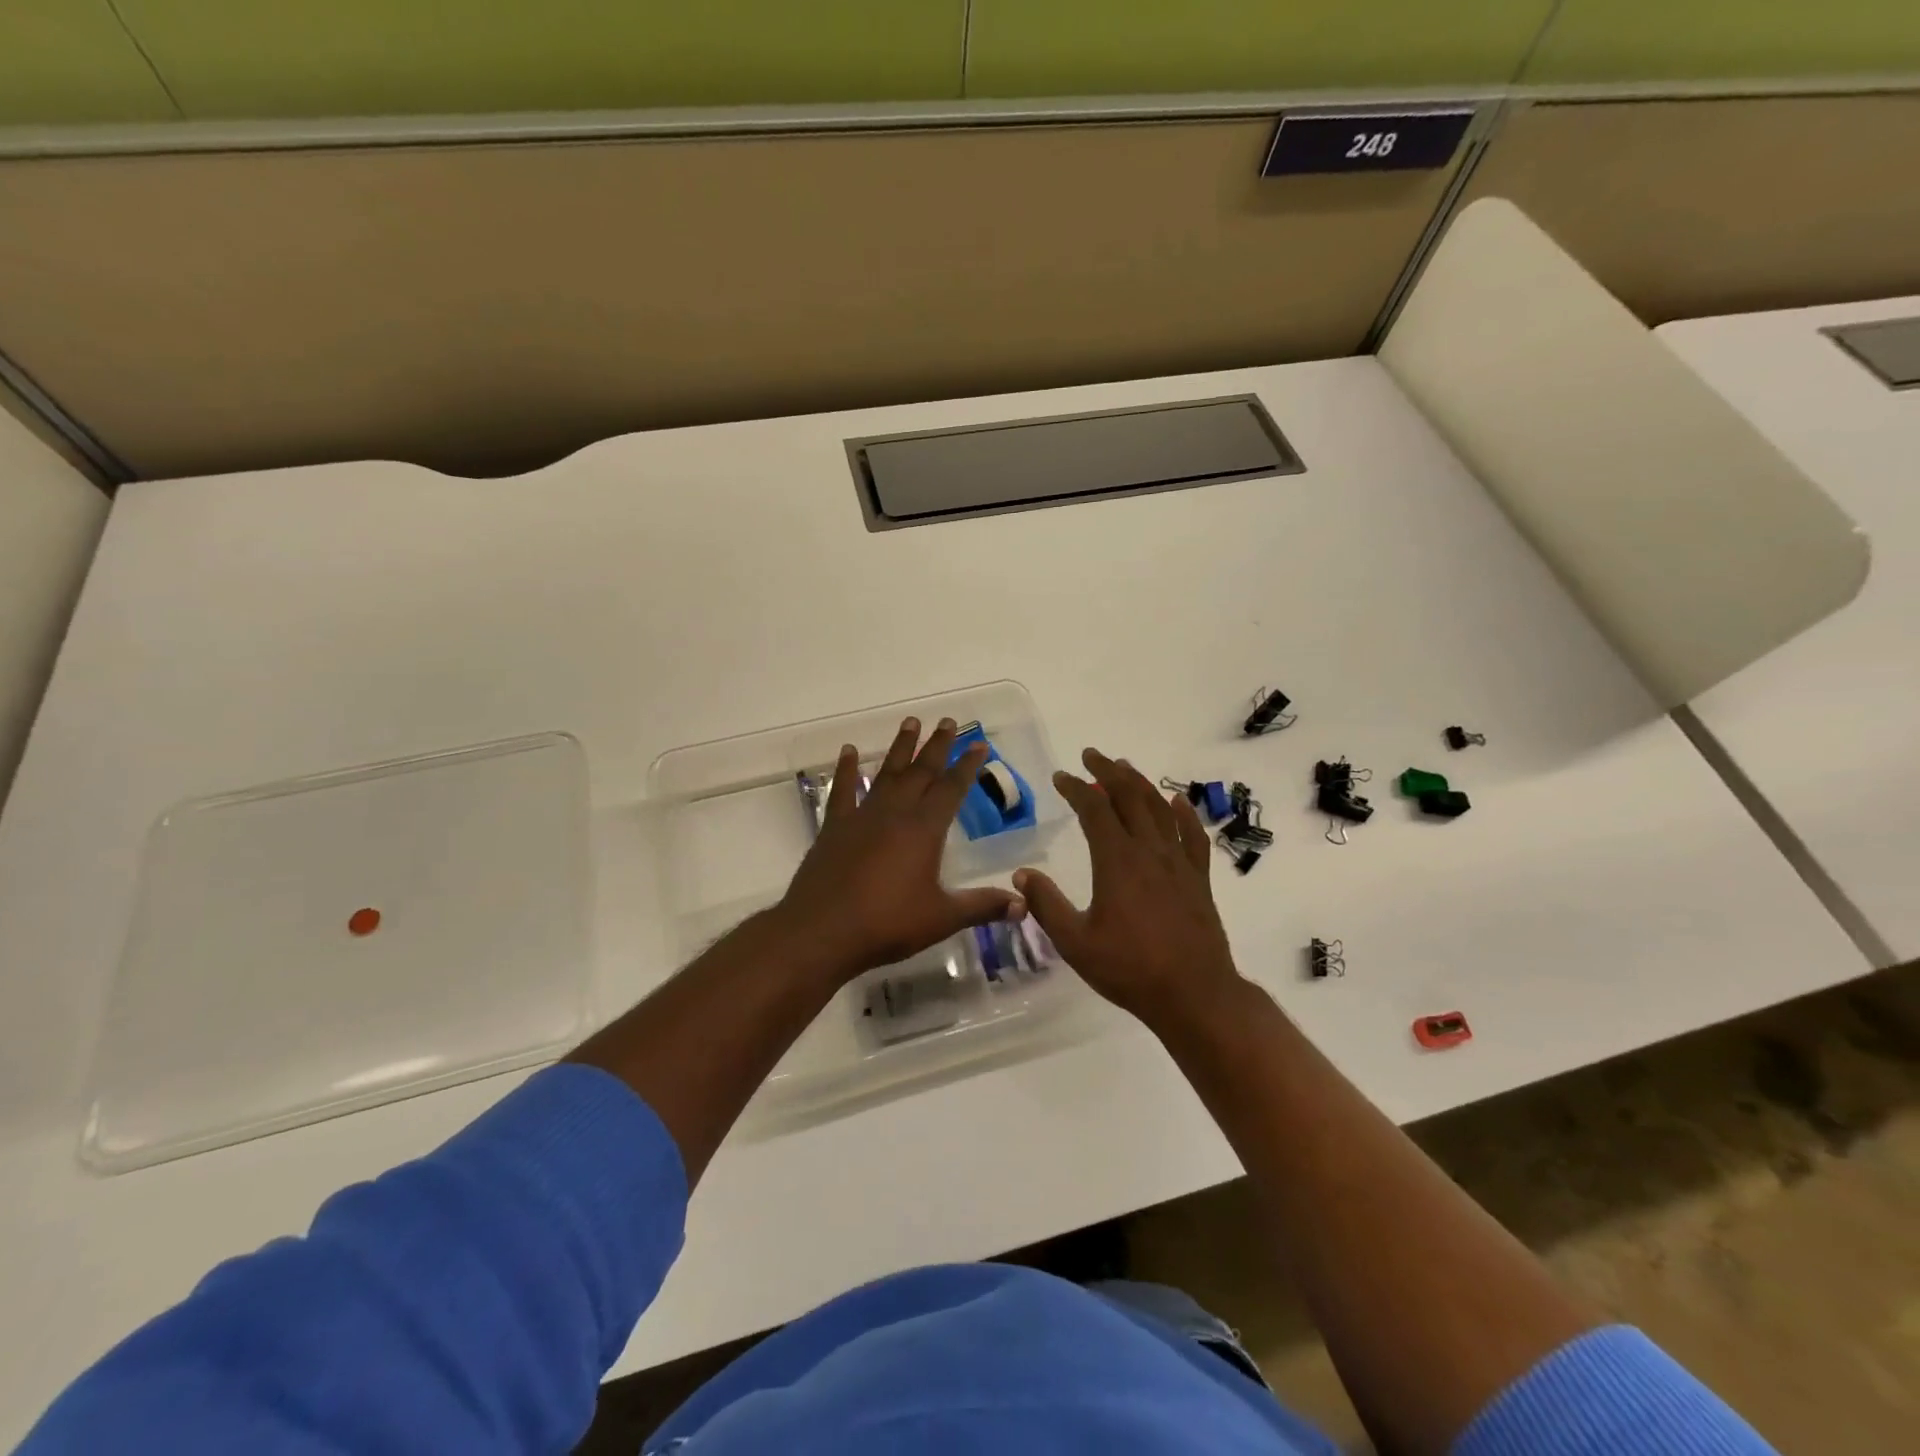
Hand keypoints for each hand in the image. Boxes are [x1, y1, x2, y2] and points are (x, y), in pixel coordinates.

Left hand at [775, 716, 1022, 977]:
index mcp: (924, 830)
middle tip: (948, 721)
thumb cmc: (887, 923)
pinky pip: (842, 791)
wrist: (821, 931)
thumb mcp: (942, 918)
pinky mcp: (834, 828)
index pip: (952, 788)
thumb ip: (982, 907)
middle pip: (921, 772)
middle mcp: (895, 813)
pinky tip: (847, 751)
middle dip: (938, 745)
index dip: (967, 765)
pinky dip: (845, 770)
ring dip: (900, 748)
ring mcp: (861, 817)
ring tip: (911, 722)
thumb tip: (1023, 905)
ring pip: (886, 773)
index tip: (979, 743)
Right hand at [1014, 748, 1244, 1030]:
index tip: (1061, 777)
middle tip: (1091, 756)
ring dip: (1140, 784)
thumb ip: (1046, 905)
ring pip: (1160, 809)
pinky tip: (1177, 801)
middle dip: (1108, 772)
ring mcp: (1179, 863)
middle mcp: (1149, 851)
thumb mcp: (1075, 942)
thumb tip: (1021, 874)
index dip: (1076, 788)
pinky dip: (1183, 813)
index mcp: (1117, 861)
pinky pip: (1193, 835)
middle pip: (1130, 797)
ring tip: (1125, 768)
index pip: (1094, 810)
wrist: (1194, 994)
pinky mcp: (1198, 878)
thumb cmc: (1130, 969)